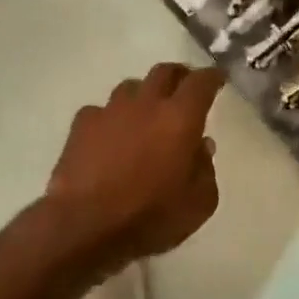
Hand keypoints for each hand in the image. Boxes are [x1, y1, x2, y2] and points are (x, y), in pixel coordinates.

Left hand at [46, 64, 226, 268]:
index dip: (212, 77)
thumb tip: (201, 147)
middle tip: (185, 89)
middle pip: (164, 72)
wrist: (86, 226)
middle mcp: (146, 104)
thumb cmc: (151, 216)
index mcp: (181, 118)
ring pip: (131, 88)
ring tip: (146, 114)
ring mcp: (110, 111)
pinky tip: (110, 137)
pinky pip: (101, 111)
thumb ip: (205, 169)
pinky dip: (112, 119)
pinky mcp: (81, 126)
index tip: (217, 79)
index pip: (201, 82)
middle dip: (179, 76)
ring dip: (144, 96)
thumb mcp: (199, 203)